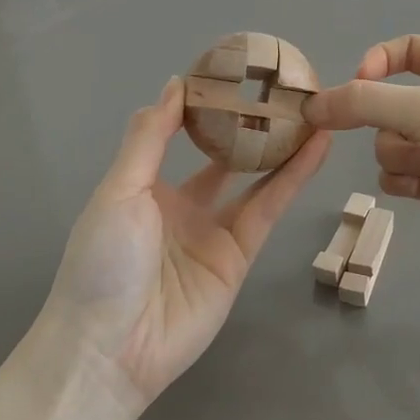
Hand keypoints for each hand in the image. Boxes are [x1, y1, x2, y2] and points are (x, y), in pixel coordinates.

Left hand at [41, 77, 329, 412]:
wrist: (111, 348)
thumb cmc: (105, 260)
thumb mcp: (120, 190)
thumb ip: (150, 137)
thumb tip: (176, 84)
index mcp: (146, 186)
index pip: (180, 134)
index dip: (206, 106)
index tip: (235, 71)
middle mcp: (182, 205)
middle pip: (223, 156)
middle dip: (249, 125)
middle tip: (283, 89)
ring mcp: (213, 232)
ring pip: (254, 179)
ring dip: (281, 146)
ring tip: (312, 110)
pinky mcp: (240, 257)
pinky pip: (268, 209)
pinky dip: (292, 179)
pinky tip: (315, 148)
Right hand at [303, 36, 419, 265]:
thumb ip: (365, 103)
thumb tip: (313, 105)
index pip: (407, 50)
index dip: (376, 64)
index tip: (357, 87)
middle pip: (392, 103)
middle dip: (392, 125)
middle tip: (412, 138)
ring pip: (391, 141)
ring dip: (400, 156)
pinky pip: (400, 173)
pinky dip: (404, 180)